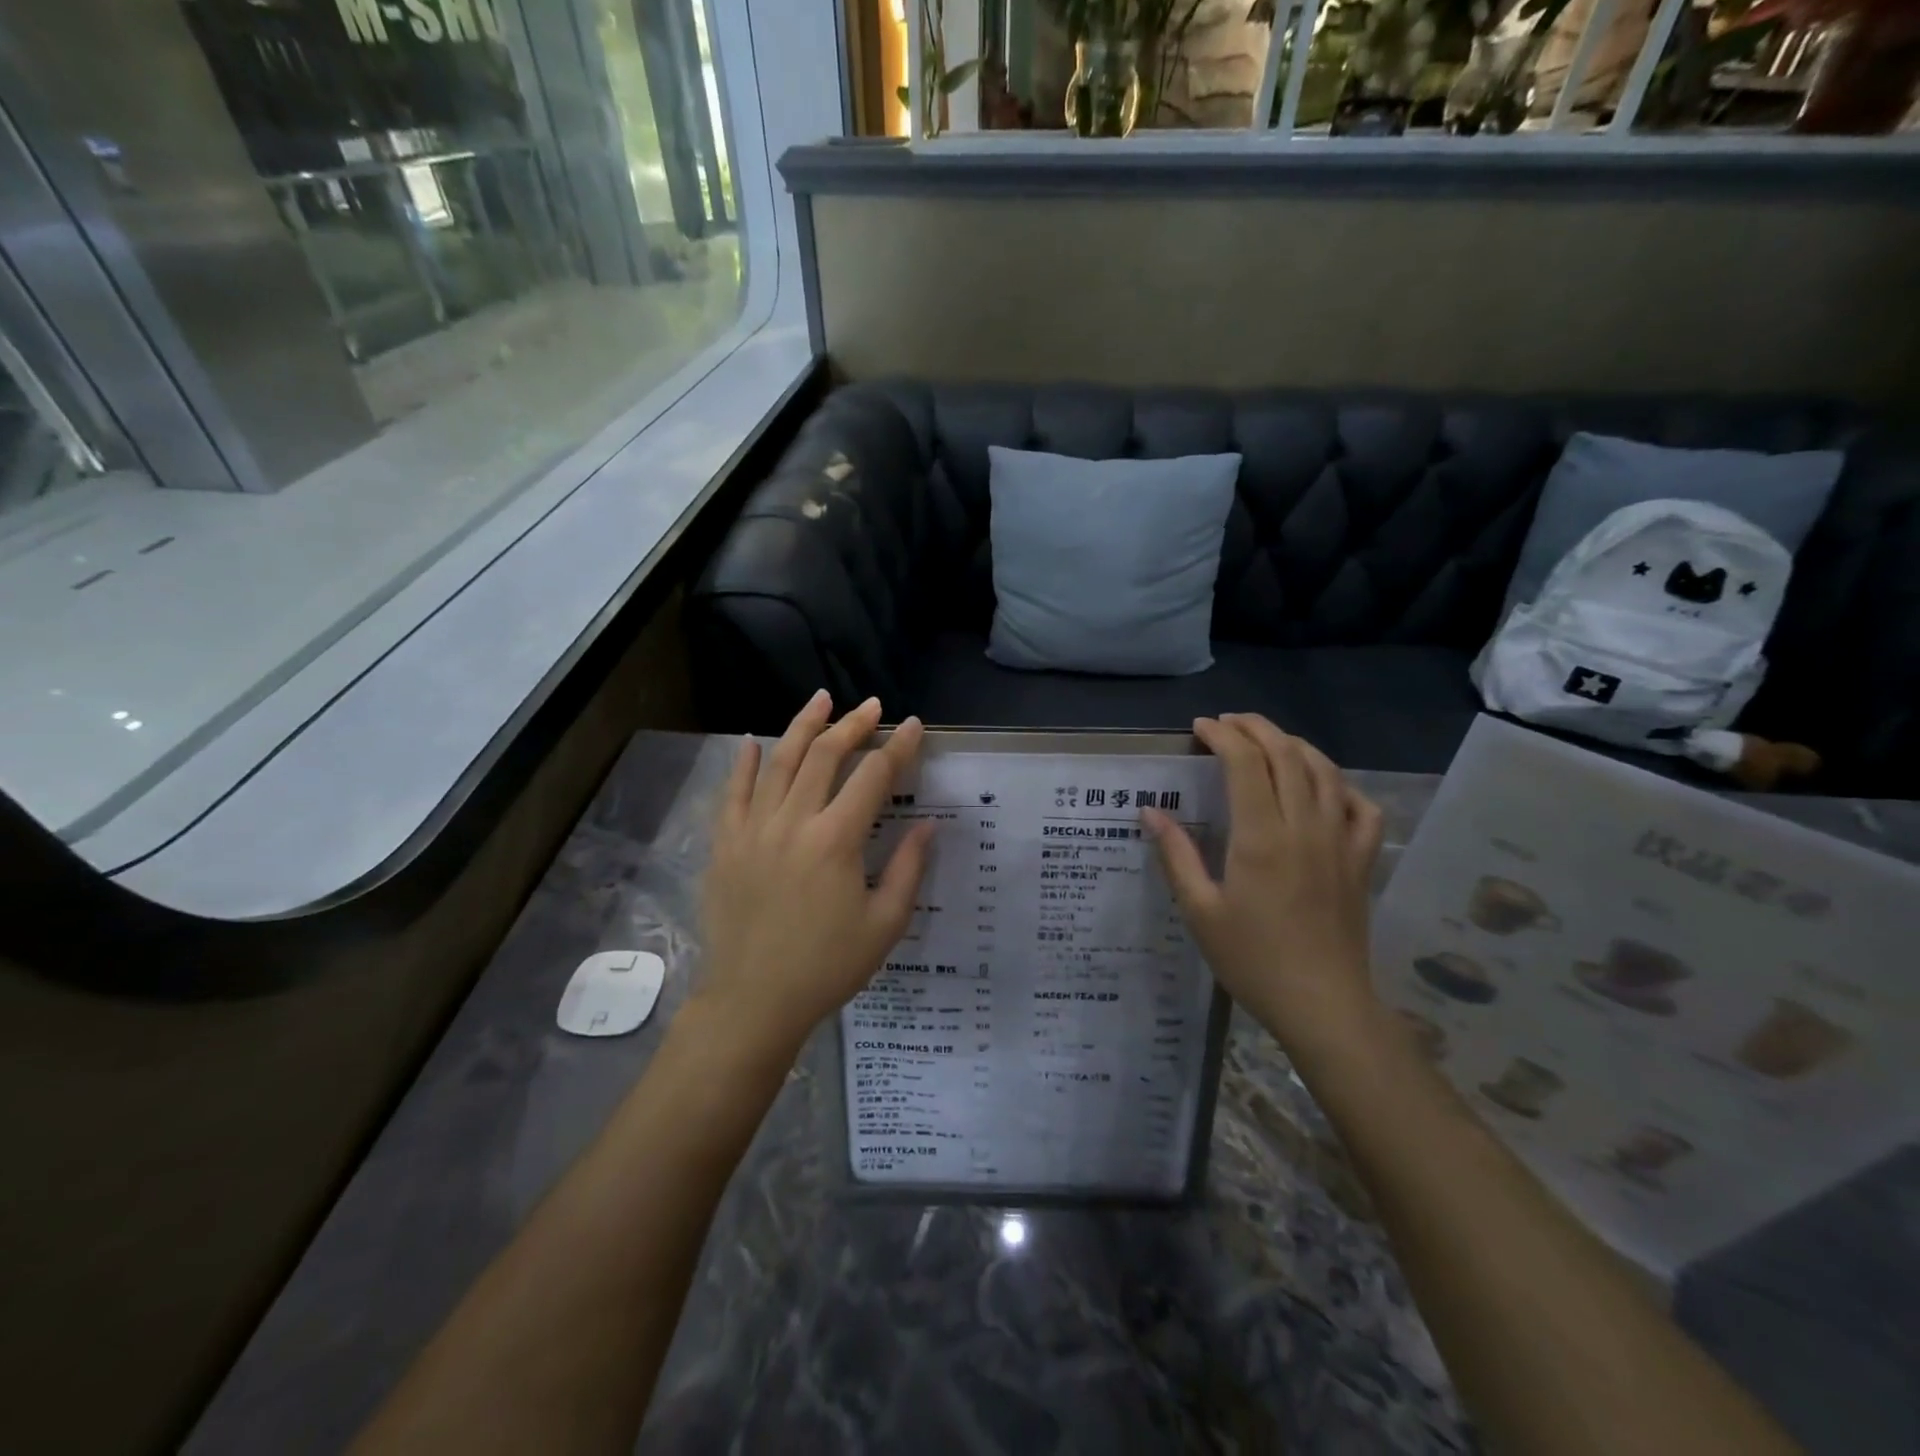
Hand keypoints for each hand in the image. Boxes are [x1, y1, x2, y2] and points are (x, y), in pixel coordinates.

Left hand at [694, 692, 933, 1061]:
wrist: (753, 1001)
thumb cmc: (827, 966)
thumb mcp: (885, 924)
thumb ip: (908, 868)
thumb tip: (929, 824)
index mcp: (836, 840)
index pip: (873, 777)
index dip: (898, 747)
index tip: (915, 726)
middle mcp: (793, 822)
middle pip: (825, 756)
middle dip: (853, 725)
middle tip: (872, 706)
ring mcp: (752, 830)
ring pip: (780, 761)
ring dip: (803, 725)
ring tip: (821, 699)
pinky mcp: (725, 845)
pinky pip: (734, 792)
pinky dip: (746, 763)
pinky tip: (756, 741)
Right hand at [1144, 715, 1385, 1060]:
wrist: (1323, 1005)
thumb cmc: (1252, 960)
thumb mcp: (1199, 910)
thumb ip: (1176, 855)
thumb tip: (1151, 812)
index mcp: (1261, 836)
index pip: (1245, 762)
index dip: (1222, 736)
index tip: (1200, 728)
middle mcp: (1304, 826)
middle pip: (1287, 754)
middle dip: (1256, 728)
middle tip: (1228, 723)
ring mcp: (1340, 841)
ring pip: (1325, 771)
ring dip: (1294, 745)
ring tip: (1268, 742)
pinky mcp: (1361, 861)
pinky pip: (1361, 808)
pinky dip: (1341, 786)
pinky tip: (1324, 789)